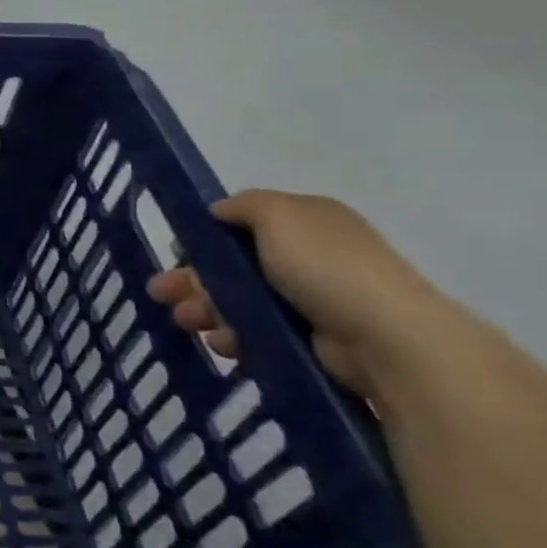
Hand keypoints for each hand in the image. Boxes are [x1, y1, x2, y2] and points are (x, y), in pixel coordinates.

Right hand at [147, 190, 452, 401]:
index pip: (242, 224)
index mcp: (305, 221)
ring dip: (206, 308)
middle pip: (234, 265)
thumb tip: (217, 210)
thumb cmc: (327, 267)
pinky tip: (220, 342)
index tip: (176, 253)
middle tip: (160, 294)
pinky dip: (233, 335)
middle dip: (194, 279)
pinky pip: (257, 332)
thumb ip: (243, 205)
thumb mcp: (279, 216)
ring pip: (239, 300)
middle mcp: (308, 256)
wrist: (386, 338)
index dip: (206, 236)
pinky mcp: (308, 338)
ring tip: (185, 322)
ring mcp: (309, 299)